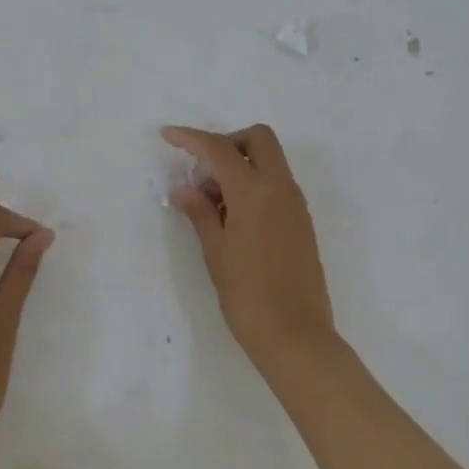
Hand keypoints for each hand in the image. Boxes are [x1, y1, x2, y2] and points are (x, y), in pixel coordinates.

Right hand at [161, 124, 334, 366]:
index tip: (167, 135)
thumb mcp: (215, 251)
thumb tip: (182, 188)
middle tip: (201, 172)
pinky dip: (253, 186)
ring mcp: (295, 205)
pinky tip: (231, 218)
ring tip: (210, 204)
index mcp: (256, 192)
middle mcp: (281, 189)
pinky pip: (276, 186)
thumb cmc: (247, 294)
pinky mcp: (301, 222)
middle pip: (258, 140)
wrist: (294, 333)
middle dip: (227, 144)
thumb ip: (199, 212)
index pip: (220, 150)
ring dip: (240, 166)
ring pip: (269, 162)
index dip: (191, 138)